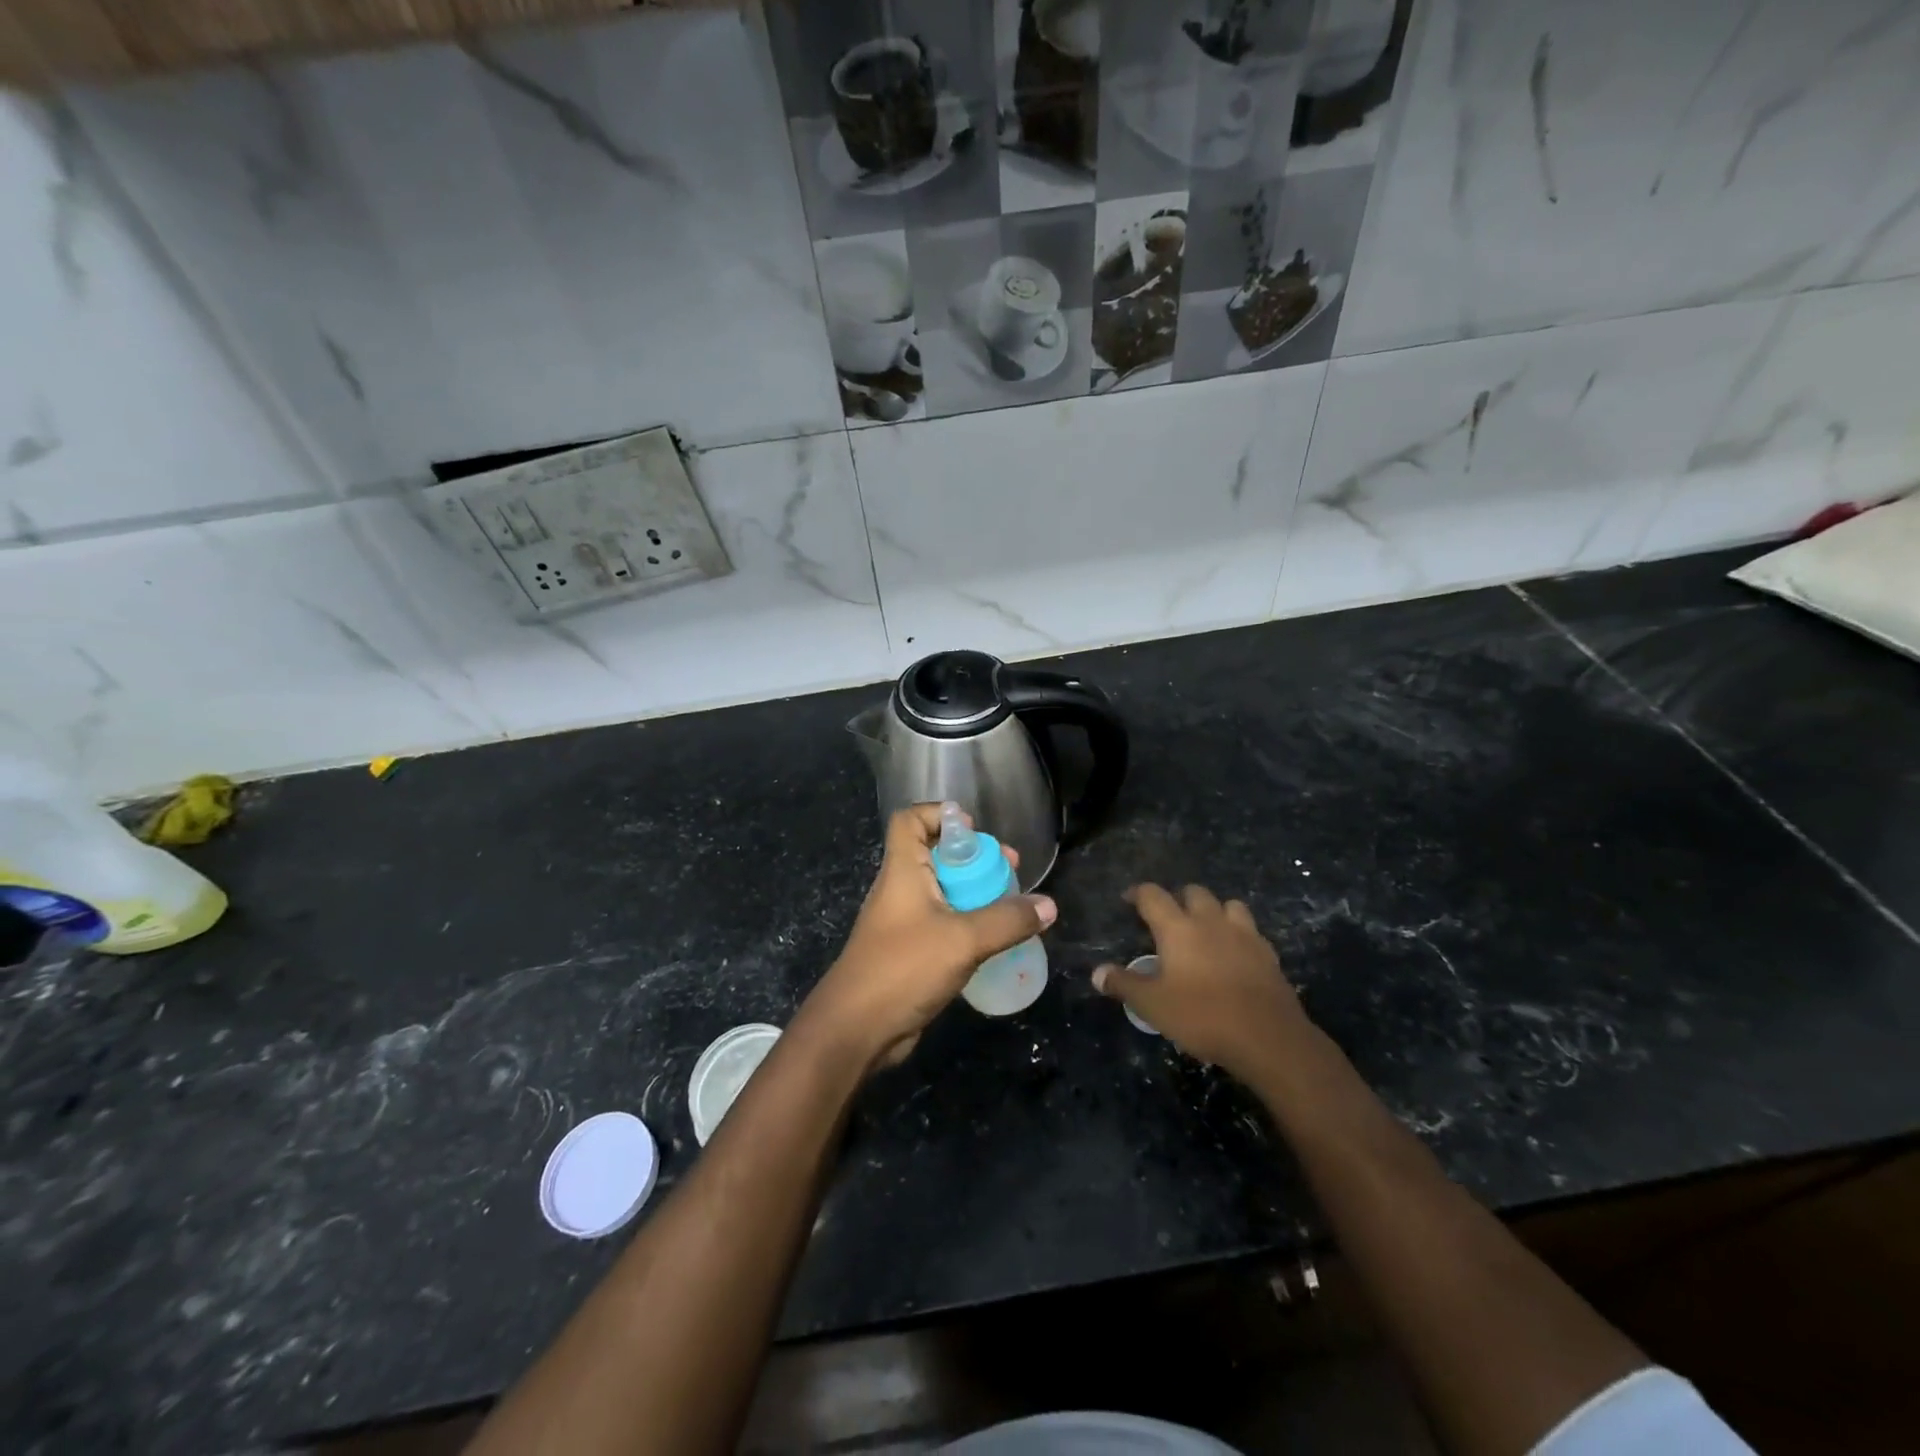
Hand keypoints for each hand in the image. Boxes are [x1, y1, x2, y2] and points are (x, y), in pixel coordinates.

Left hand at [801, 805, 1055, 1069]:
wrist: (856, 1029)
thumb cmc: (904, 968)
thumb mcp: (963, 940)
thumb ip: (1007, 921)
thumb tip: (1048, 906)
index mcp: (903, 871)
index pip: (910, 820)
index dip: (940, 814)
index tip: (976, 831)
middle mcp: (901, 889)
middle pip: (934, 854)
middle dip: (974, 858)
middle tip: (1010, 871)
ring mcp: (904, 922)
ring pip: (943, 892)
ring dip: (975, 893)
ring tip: (1011, 906)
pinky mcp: (910, 952)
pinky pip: (943, 924)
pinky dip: (968, 924)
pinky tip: (994, 941)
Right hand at [1093, 884, 1311, 1082]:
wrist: (1267, 1037)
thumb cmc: (1202, 1016)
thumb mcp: (1153, 1005)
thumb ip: (1124, 984)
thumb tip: (1097, 973)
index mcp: (1178, 928)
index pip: (1153, 896)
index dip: (1138, 893)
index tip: (1129, 899)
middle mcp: (1210, 921)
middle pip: (1194, 892)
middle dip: (1178, 898)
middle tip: (1168, 917)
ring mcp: (1244, 935)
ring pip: (1228, 904)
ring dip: (1214, 910)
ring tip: (1206, 928)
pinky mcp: (1268, 954)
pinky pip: (1251, 931)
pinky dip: (1239, 934)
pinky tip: (1235, 953)